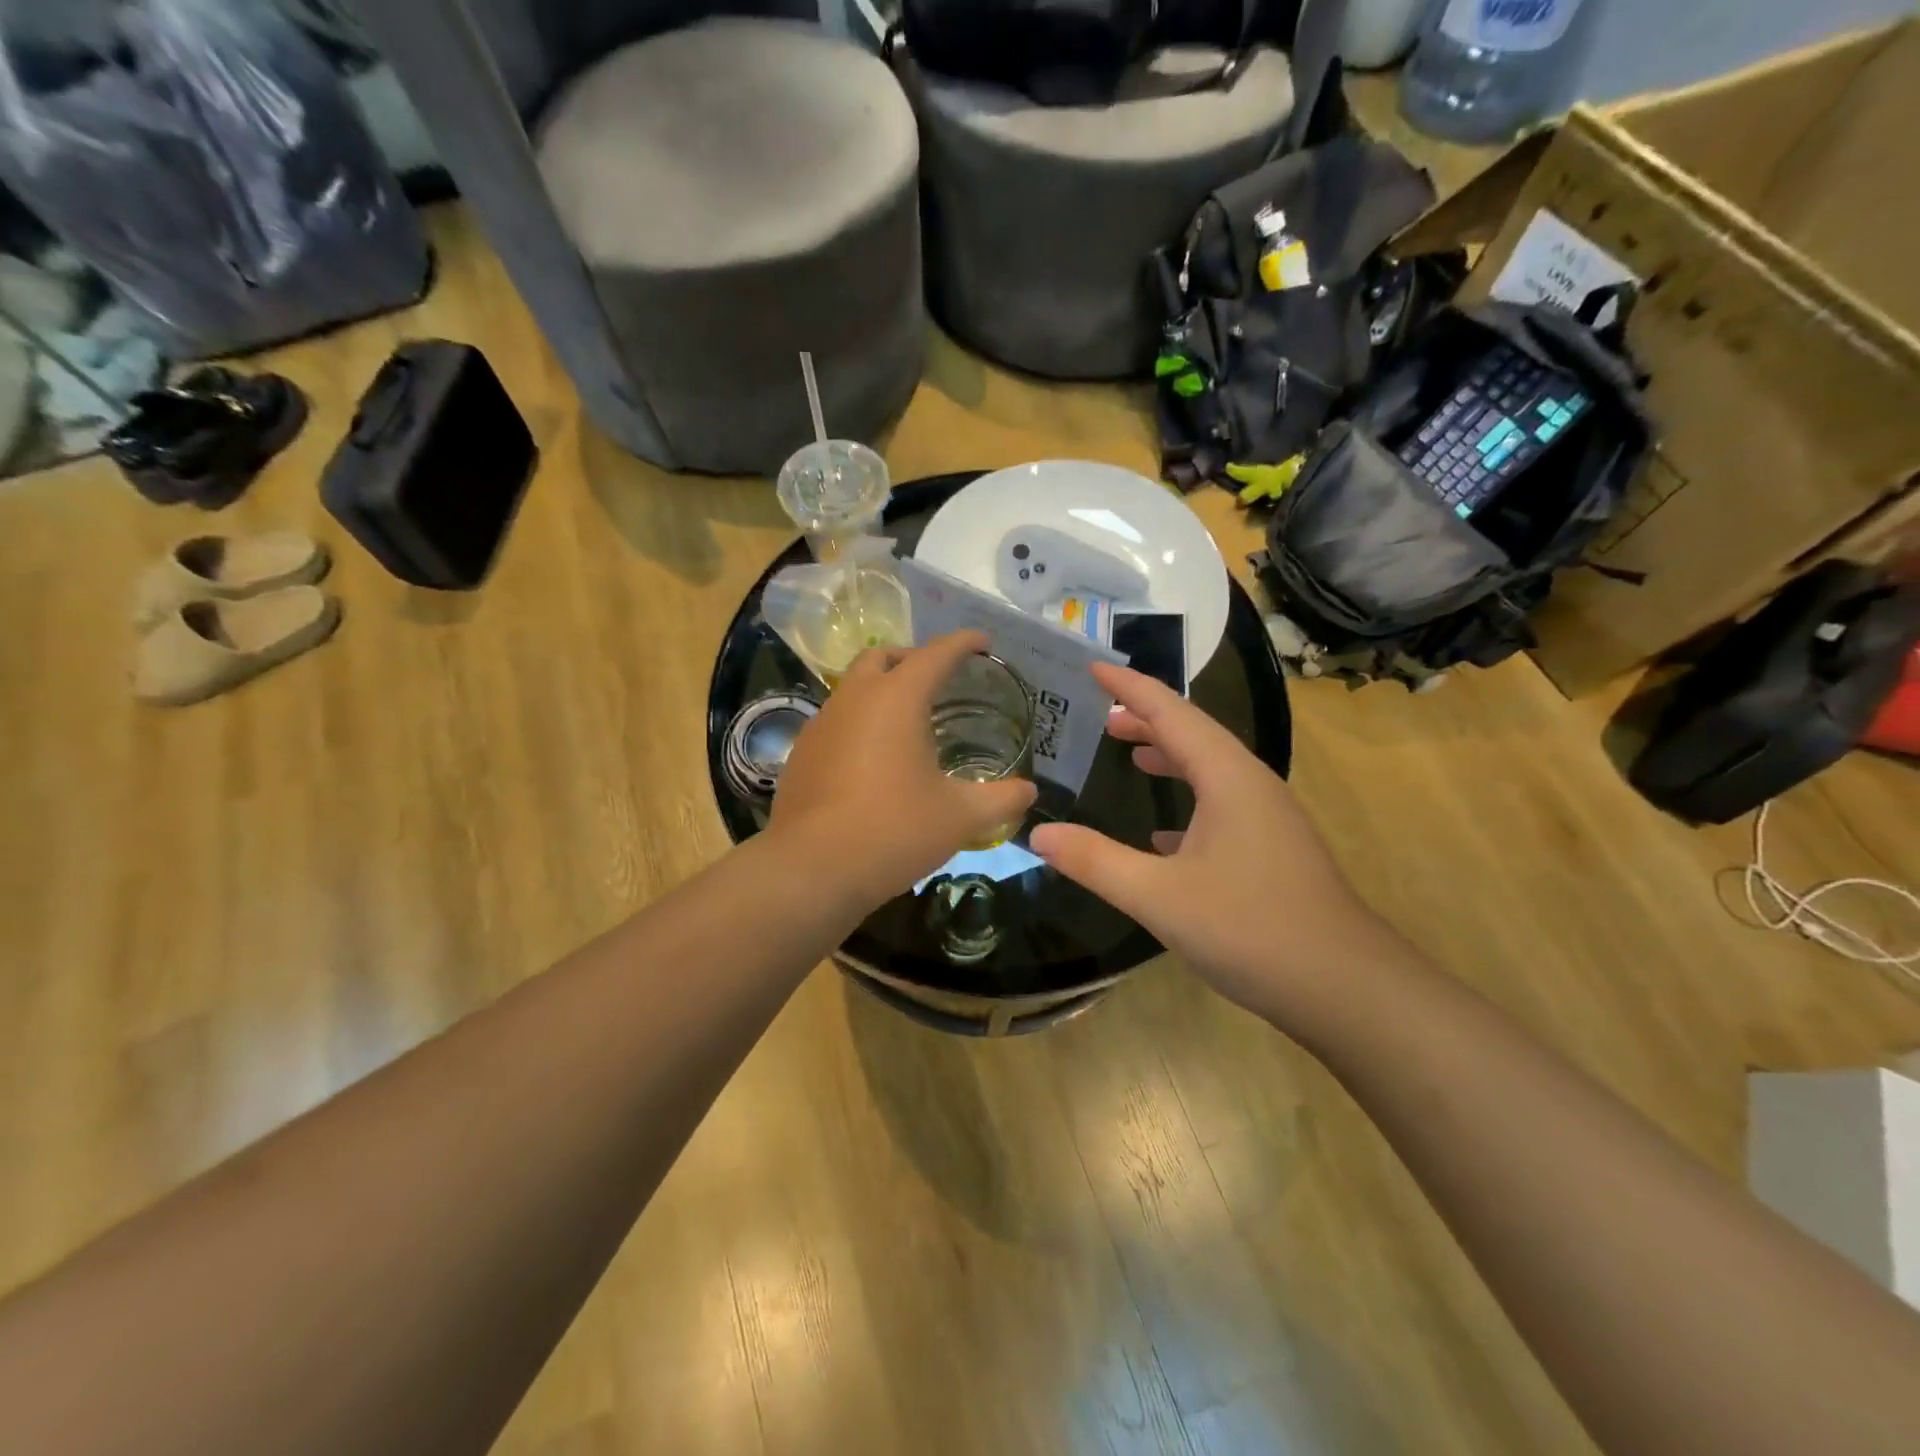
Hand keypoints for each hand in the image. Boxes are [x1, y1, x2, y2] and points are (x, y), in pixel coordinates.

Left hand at [770, 631, 1037, 912]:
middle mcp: (854, 699)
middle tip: (939, 679)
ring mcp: (821, 724)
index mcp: (896, 699)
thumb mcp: (959, 817)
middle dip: (913, 658)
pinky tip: (874, 759)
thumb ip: (1001, 799)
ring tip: (909, 722)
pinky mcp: (802, 753)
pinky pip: (836, 720)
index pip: (935, 654)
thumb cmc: (894, 830)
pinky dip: (860, 722)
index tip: (982, 642)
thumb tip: (1029, 791)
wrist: (812, 869)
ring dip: (882, 690)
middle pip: (882, 657)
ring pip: (854, 687)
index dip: (962, 643)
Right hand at [1029, 664, 1393, 1023]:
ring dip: (1168, 755)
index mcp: (1228, 778)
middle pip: (1194, 733)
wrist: (1345, 987)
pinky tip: (1163, 831)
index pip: (1172, 713)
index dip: (1131, 687)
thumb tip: (1040, 834)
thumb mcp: (1160, 897)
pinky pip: (1222, 804)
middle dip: (1147, 718)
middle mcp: (1251, 785)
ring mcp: (1268, 818)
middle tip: (1101, 714)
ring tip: (1129, 753)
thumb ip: (1097, 862)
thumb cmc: (1251, 929)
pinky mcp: (1272, 849)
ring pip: (1210, 769)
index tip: (1093, 666)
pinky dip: (1187, 799)